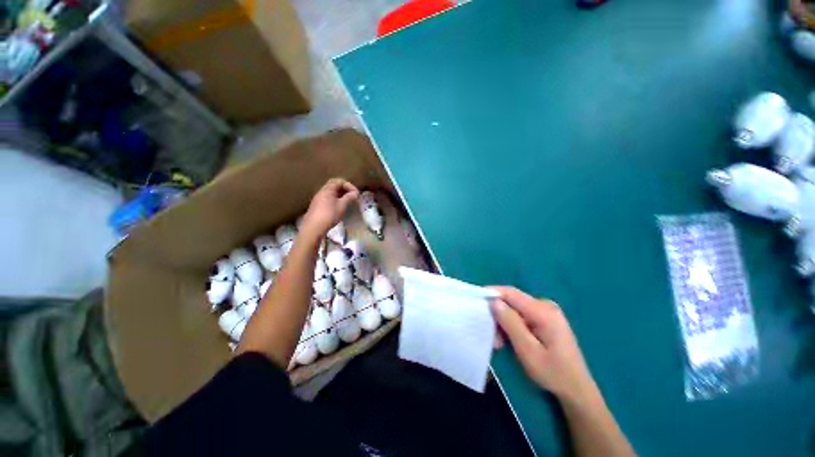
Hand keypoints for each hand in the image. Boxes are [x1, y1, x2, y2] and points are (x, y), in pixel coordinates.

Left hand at [301, 178, 359, 238]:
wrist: (313, 228)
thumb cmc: (329, 215)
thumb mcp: (342, 206)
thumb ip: (349, 198)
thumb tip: (356, 193)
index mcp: (327, 189)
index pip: (339, 181)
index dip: (349, 185)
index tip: (355, 193)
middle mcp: (321, 191)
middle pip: (334, 185)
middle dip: (344, 189)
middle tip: (351, 196)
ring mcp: (318, 198)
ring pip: (330, 192)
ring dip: (340, 194)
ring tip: (346, 201)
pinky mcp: (316, 205)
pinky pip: (327, 198)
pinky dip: (335, 199)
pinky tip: (338, 207)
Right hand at [490, 287, 598, 403]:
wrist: (576, 390)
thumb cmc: (553, 372)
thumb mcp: (527, 350)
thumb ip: (510, 323)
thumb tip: (494, 301)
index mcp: (543, 311)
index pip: (511, 293)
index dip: (492, 293)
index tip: (476, 299)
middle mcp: (545, 306)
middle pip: (512, 302)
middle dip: (498, 315)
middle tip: (491, 336)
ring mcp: (547, 312)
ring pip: (515, 310)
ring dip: (504, 324)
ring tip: (499, 343)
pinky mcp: (545, 320)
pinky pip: (522, 317)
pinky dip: (512, 327)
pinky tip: (509, 341)